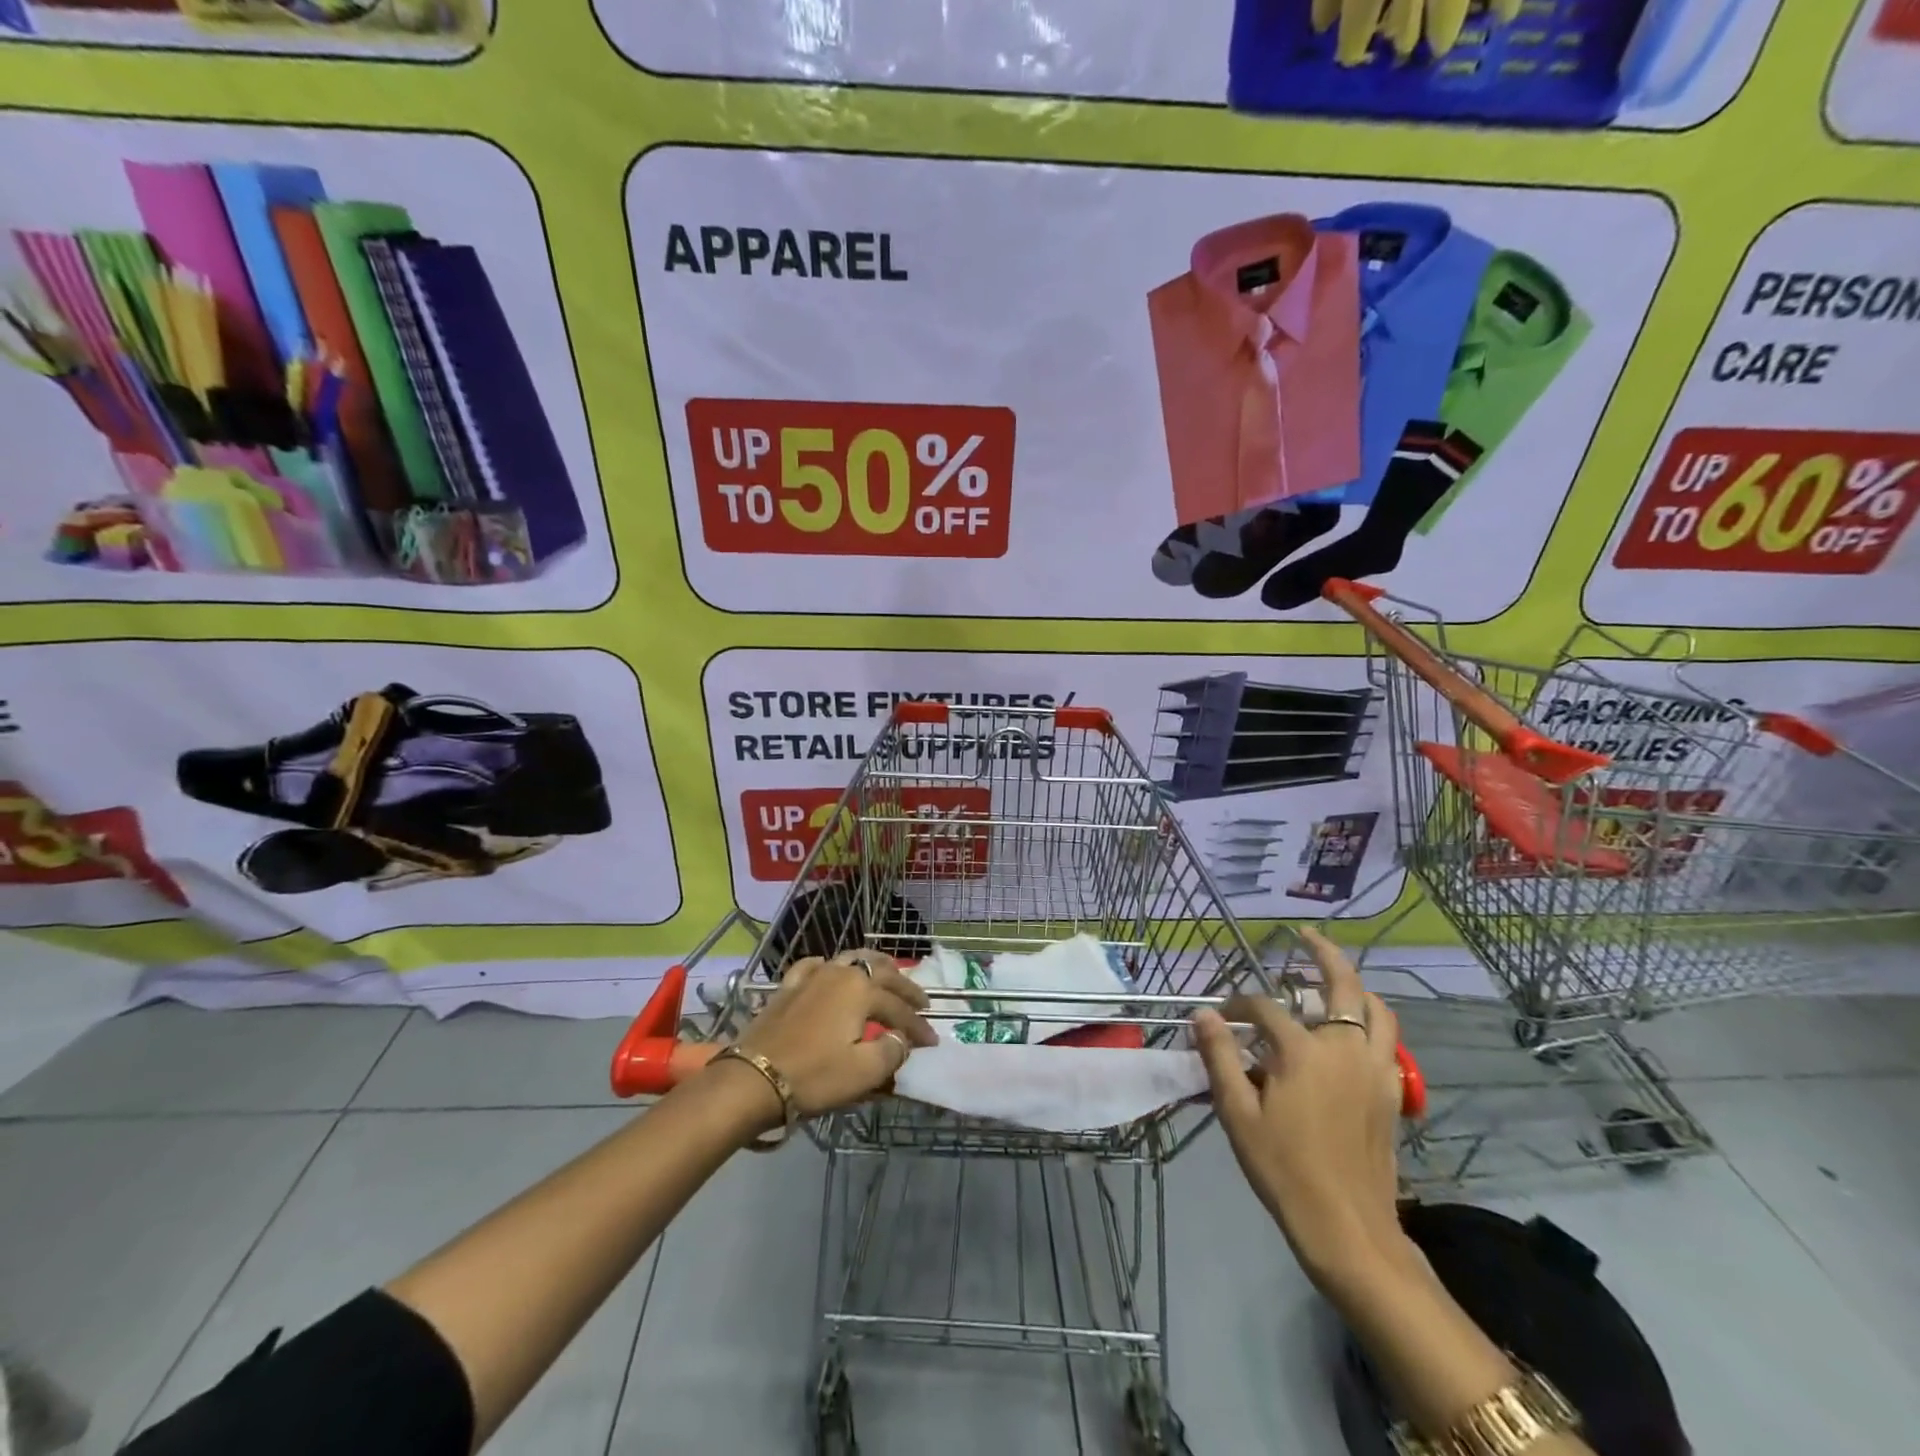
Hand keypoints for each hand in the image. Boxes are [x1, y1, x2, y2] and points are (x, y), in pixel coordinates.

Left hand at [721, 950, 937, 1129]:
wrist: (754, 1078)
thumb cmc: (814, 1075)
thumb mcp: (863, 1072)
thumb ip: (891, 1051)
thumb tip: (900, 1038)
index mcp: (862, 990)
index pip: (899, 1007)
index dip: (918, 1026)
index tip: (932, 1042)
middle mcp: (840, 973)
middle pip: (881, 972)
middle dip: (904, 987)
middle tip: (920, 1002)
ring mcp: (811, 976)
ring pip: (850, 959)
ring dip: (873, 966)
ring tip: (886, 974)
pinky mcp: (788, 986)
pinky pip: (814, 966)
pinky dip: (829, 966)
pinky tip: (829, 970)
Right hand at [1192, 926, 1404, 1289]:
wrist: (1347, 1227)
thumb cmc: (1284, 1168)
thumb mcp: (1237, 1113)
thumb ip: (1219, 1057)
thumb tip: (1202, 1014)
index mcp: (1303, 1051)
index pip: (1264, 1007)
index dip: (1237, 1004)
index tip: (1220, 1016)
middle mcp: (1344, 1048)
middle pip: (1342, 985)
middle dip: (1323, 954)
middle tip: (1306, 936)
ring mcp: (1374, 1069)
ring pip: (1376, 1010)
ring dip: (1356, 986)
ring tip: (1334, 978)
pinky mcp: (1391, 1092)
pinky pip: (1387, 1041)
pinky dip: (1372, 1023)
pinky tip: (1352, 1032)